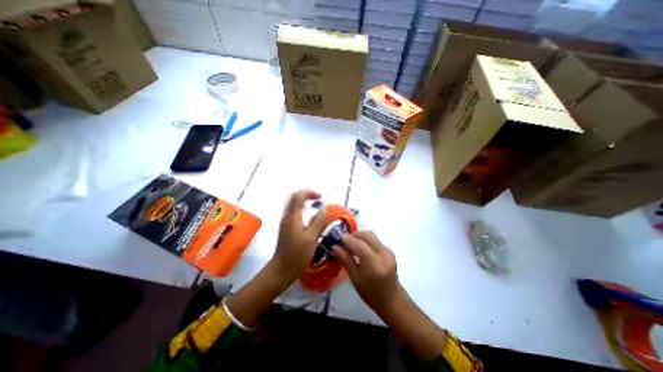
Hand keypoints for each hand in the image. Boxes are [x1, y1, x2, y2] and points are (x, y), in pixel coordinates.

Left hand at [272, 190, 325, 283]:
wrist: (282, 269)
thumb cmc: (297, 255)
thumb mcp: (311, 238)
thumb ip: (317, 222)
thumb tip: (323, 209)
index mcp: (293, 217)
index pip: (299, 196)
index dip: (310, 192)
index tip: (321, 197)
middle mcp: (287, 216)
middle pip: (294, 197)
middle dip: (306, 194)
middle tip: (318, 198)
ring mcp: (285, 222)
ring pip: (293, 204)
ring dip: (304, 200)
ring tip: (316, 205)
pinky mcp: (286, 227)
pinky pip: (293, 211)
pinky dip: (302, 208)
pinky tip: (309, 216)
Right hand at [334, 230, 401, 317]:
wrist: (392, 300)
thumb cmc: (370, 293)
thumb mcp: (355, 278)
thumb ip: (346, 259)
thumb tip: (334, 246)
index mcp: (374, 264)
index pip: (359, 244)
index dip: (348, 239)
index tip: (338, 238)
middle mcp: (383, 253)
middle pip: (367, 235)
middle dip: (354, 235)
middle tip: (344, 242)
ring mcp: (388, 251)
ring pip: (371, 236)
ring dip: (360, 237)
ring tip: (351, 245)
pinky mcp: (389, 250)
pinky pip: (375, 240)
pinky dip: (366, 241)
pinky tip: (360, 249)